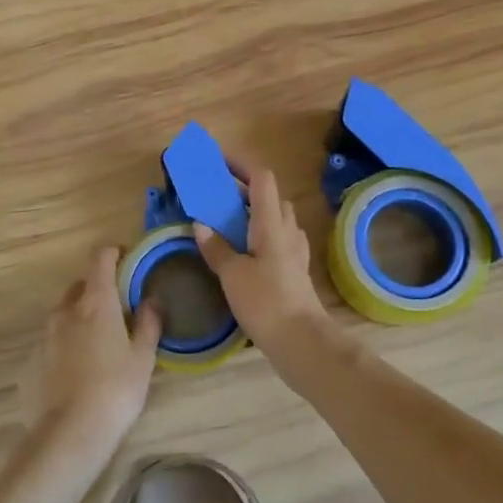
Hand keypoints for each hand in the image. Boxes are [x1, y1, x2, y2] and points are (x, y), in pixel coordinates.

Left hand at [22, 247, 160, 458]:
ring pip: (64, 315)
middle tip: (116, 309)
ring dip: (80, 318)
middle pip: (80, 286)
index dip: (112, 253)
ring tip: (97, 344)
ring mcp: (44, 336)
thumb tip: (151, 300)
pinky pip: (51, 343)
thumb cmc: (116, 390)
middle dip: (97, 289)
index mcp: (96, 302)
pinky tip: (76, 371)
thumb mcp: (143, 358)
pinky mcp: (30, 361)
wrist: (70, 434)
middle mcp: (65, 311)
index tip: (125, 257)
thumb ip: (148, 324)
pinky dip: (64, 346)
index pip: (100, 259)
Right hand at [193, 164, 331, 352]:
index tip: (218, 161)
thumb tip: (201, 225)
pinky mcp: (296, 269)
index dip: (241, 165)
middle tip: (217, 197)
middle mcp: (287, 230)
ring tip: (227, 224)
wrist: (302, 341)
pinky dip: (260, 236)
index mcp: (271, 223)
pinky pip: (278, 240)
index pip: (261, 179)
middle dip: (245, 190)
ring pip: (276, 219)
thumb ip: (217, 248)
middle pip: (270, 197)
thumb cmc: (266, 302)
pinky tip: (245, 253)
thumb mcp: (233, 275)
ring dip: (254, 213)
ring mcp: (295, 250)